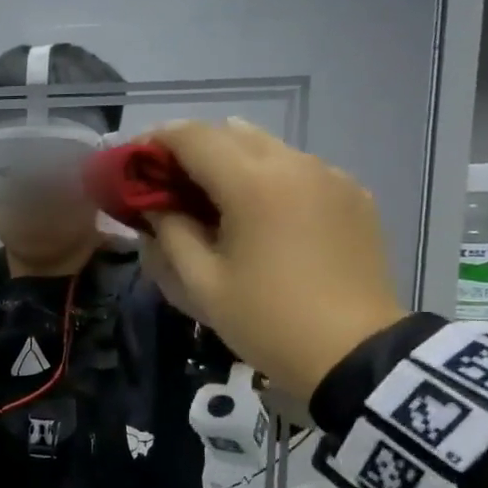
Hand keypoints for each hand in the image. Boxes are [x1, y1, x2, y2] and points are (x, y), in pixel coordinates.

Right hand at [138, 119, 407, 399]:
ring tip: (210, 197)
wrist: (356, 354)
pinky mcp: (353, 195)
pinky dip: (268, 177)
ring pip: (267, 147)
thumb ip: (170, 233)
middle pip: (230, 133)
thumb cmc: (266, 320)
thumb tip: (155, 205)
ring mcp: (331, 176)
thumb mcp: (202, 283)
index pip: (192, 136)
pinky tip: (260, 214)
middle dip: (191, 149)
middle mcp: (294, 164)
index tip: (132, 163)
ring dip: (230, 161)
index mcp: (252, 183)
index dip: (154, 142)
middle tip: (165, 182)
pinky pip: (299, 169)